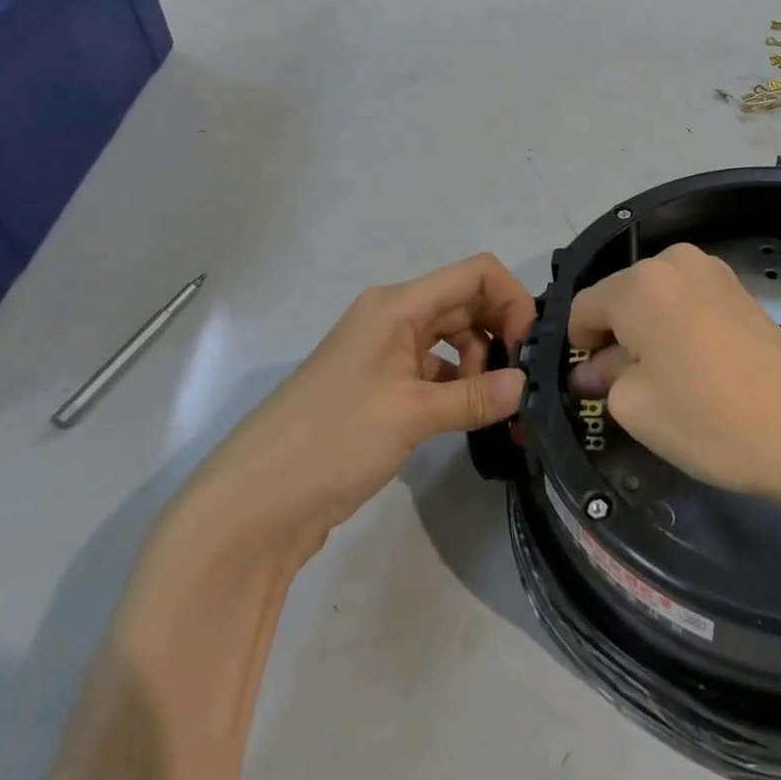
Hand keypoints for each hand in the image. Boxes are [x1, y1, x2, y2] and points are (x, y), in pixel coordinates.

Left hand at [186, 254, 536, 562]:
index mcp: (396, 305)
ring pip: (450, 337)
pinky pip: (432, 371)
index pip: (474, 273)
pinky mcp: (378, 389)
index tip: (529, 345)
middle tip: (523, 377)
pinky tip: (471, 415)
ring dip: (479, 360)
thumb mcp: (411, 415)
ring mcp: (382, 354)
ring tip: (495, 403)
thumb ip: (474, 396)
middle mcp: (391, 318)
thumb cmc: (332, 440)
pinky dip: (456, 385)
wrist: (250, 506)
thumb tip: (526, 386)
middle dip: (500, 330)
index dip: (511, 298)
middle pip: (464, 302)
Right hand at [566, 244, 780, 508]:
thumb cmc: (708, 418)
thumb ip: (604, 376)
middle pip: (621, 297)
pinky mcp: (739, 288)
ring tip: (666, 380)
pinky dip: (678, 328)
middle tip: (626, 389)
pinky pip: (687, 302)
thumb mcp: (636, 406)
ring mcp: (712, 269)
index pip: (584, 307)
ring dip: (647, 332)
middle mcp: (673, 261)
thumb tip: (592, 368)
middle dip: (614, 337)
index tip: (589, 387)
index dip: (578, 348)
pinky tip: (695, 367)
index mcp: (639, 283)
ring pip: (655, 299)